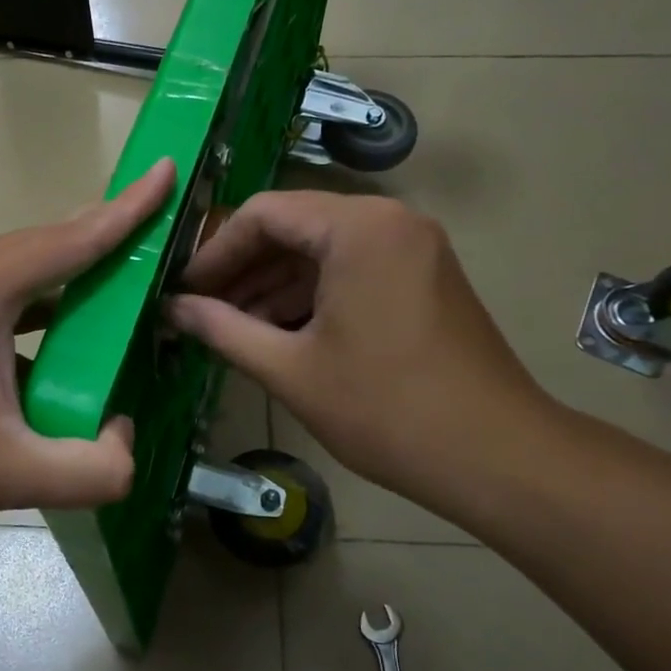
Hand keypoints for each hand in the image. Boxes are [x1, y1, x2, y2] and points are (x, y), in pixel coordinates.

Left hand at [0, 159, 176, 536]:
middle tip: (153, 250)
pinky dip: (25, 314)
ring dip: (61, 289)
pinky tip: (43, 352)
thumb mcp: (6, 474)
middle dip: (101, 245)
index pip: (72, 238)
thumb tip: (126, 444)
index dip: (128, 208)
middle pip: (44, 249)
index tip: (167, 169)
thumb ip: (90, 469)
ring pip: (13, 276)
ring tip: (109, 304)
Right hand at [168, 190, 559, 515]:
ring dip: (273, 284)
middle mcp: (389, 220)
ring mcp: (412, 247)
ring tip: (230, 326)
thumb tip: (173, 309)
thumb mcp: (290, 369)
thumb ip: (222, 329)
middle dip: (243, 268)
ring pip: (322, 250)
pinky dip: (310, 295)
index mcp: (357, 228)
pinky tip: (276, 331)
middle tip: (200, 309)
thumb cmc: (385, 410)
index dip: (215, 251)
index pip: (263, 213)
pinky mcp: (423, 276)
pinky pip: (351, 269)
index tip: (182, 289)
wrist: (496, 457)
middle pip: (294, 226)